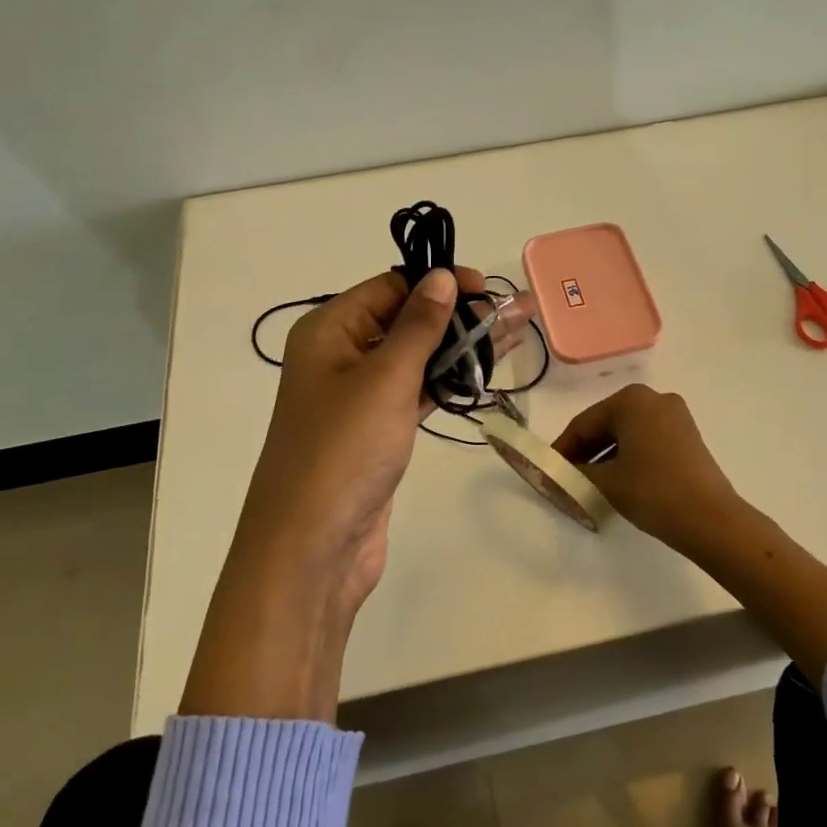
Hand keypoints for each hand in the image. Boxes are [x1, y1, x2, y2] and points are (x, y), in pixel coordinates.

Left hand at [182, 265, 534, 720]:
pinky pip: (419, 390)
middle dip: (459, 313)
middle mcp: (341, 355)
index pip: (390, 287)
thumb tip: (440, 277)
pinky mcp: (380, 430)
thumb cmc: (343, 450)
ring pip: (418, 356)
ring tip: (514, 330)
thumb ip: (418, 325)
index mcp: (329, 331)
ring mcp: (361, 396)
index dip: (438, 282)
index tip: (486, 286)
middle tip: (513, 311)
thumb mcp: (385, 378)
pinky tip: (487, 367)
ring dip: (462, 345)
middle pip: (407, 319)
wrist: (312, 550)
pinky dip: (451, 379)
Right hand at [557, 384, 826, 679]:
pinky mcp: (687, 435)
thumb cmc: (653, 491)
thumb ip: (575, 472)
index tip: (547, 470)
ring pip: (627, 434)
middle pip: (607, 425)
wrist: (712, 519)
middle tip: (566, 479)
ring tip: (589, 484)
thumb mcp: (606, 482)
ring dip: (605, 456)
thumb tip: (558, 472)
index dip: (562, 449)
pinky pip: (647, 440)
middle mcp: (654, 398)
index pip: (584, 423)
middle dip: (584, 452)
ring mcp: (675, 415)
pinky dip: (628, 457)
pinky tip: (619, 481)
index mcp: (631, 400)